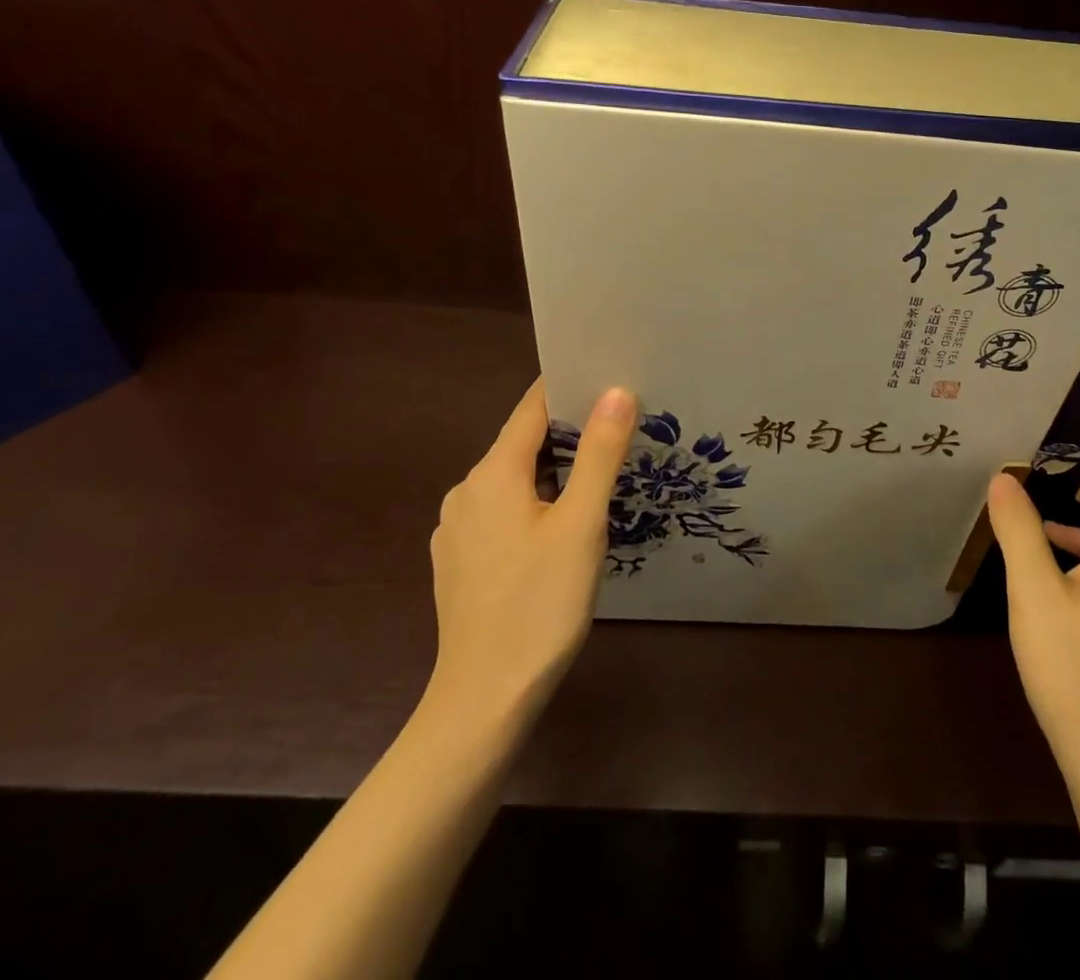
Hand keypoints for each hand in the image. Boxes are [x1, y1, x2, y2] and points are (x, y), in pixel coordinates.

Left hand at [423, 382, 636, 730]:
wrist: (483, 701)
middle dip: (570, 434)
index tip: (610, 379)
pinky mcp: (460, 563)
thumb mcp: (582, 524)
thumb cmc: (539, 605)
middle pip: (523, 444)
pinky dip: (535, 506)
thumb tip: (616, 391)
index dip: (570, 388)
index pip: (533, 408)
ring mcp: (458, 530)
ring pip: (514, 481)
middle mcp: (466, 492)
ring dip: (555, 473)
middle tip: (622, 433)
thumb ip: (599, 453)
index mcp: (492, 474)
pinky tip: (563, 532)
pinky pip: (503, 513)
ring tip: (601, 480)